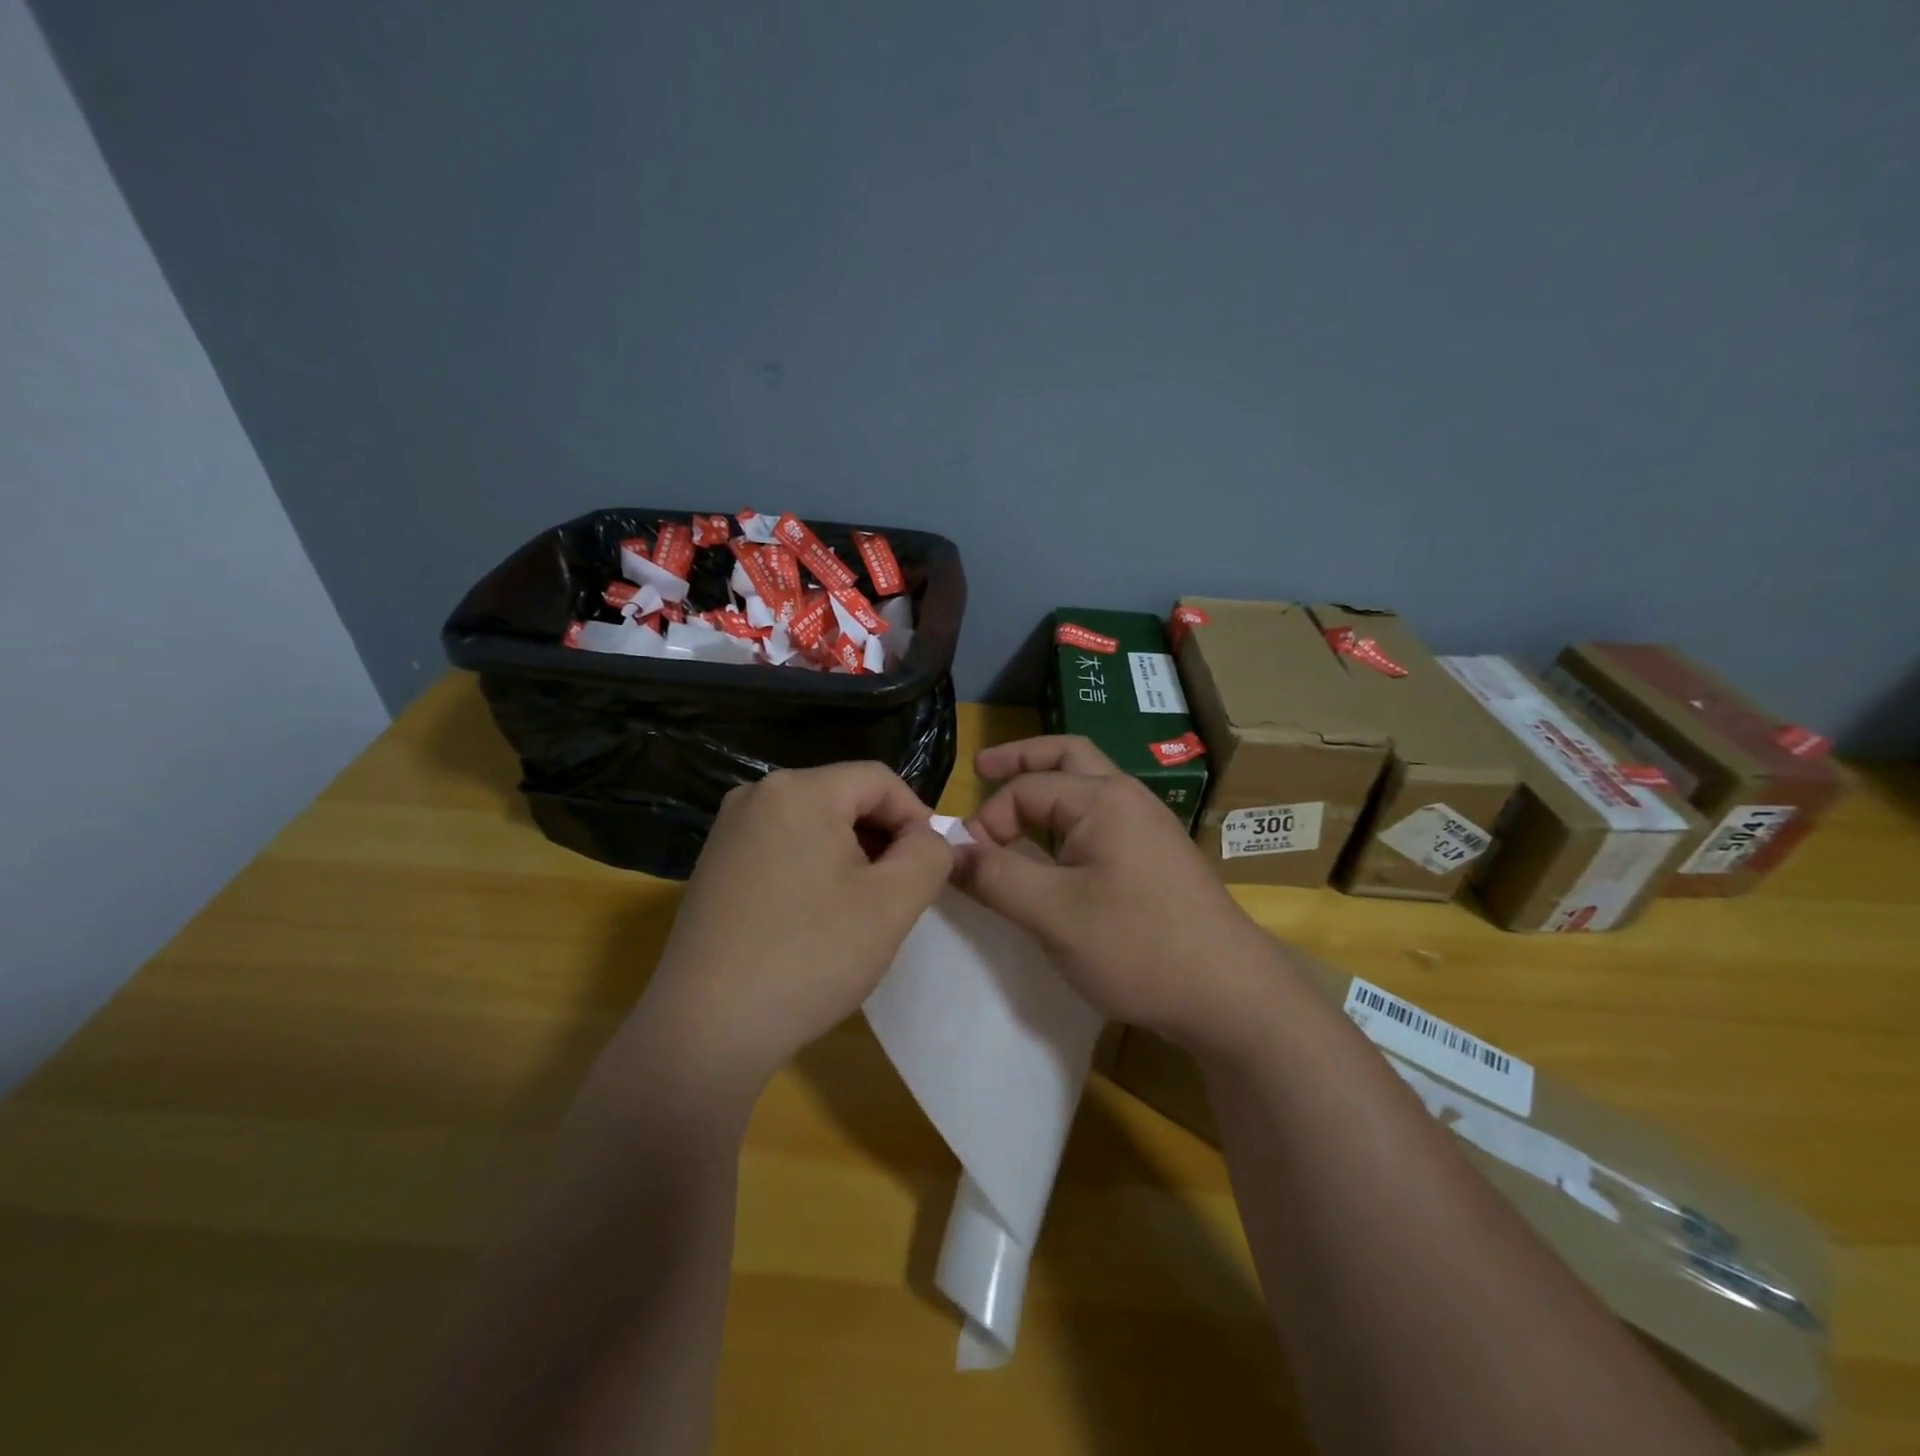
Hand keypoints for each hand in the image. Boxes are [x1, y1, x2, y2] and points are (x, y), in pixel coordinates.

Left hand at [612, 763, 955, 1104]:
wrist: (706, 1030)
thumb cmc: (810, 957)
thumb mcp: (892, 903)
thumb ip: (930, 854)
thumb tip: (928, 837)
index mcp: (798, 790)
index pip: (879, 780)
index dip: (917, 817)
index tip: (931, 866)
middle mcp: (756, 795)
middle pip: (844, 798)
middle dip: (882, 839)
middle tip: (899, 893)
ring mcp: (728, 831)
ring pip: (814, 825)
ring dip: (851, 857)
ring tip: (861, 911)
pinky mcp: (714, 866)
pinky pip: (782, 848)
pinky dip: (813, 871)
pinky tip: (816, 920)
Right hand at [954, 736, 1289, 1053]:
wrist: (1231, 994)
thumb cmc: (1139, 946)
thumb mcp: (1054, 914)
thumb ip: (996, 877)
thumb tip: (948, 851)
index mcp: (1103, 799)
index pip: (1026, 789)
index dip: (988, 820)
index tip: (967, 864)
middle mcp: (1129, 798)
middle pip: (1067, 756)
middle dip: (1021, 759)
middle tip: (982, 768)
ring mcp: (1149, 825)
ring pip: (1089, 784)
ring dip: (1048, 784)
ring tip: (1013, 800)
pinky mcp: (1157, 856)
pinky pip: (1103, 817)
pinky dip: (1069, 815)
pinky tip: (1057, 845)